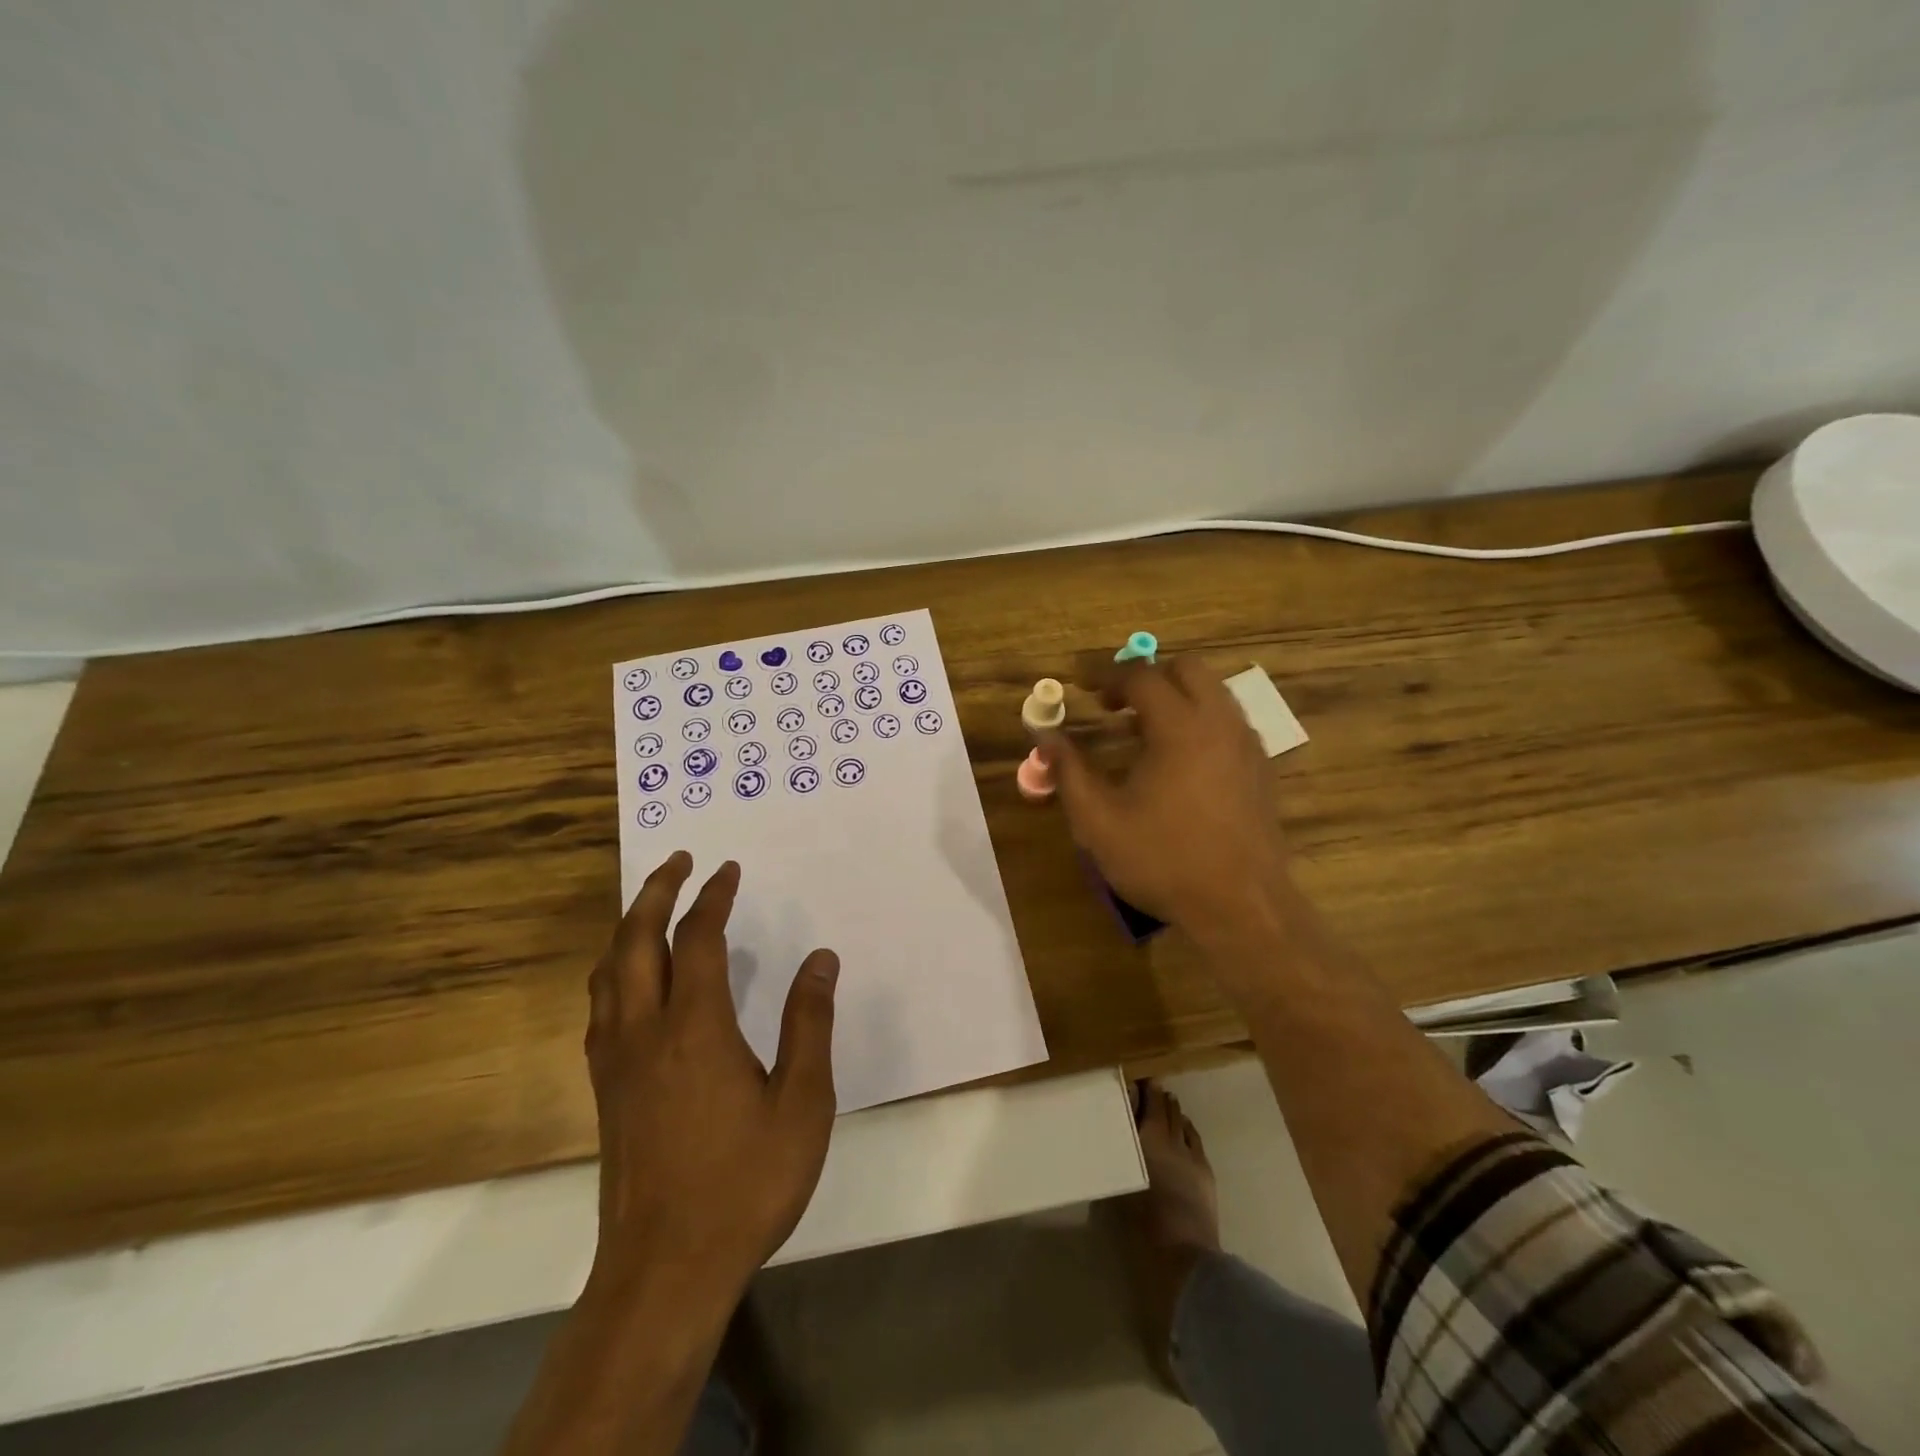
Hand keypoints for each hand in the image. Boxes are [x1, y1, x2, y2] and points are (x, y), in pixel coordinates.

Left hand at [584, 851, 839, 1303]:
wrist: (664, 1270)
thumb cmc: (744, 1182)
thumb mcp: (801, 1103)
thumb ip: (809, 1024)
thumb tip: (821, 959)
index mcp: (694, 1028)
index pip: (697, 939)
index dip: (713, 898)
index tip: (728, 869)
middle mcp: (645, 1032)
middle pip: (635, 941)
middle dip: (655, 892)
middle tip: (678, 861)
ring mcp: (615, 1063)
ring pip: (607, 973)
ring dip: (627, 927)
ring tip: (650, 905)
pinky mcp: (604, 1091)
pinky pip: (601, 1007)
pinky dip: (614, 970)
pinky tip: (631, 981)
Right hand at [1041, 659, 1300, 964]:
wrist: (1242, 905)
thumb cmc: (1164, 860)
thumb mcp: (1099, 821)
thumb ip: (1069, 771)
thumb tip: (1045, 737)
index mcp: (1180, 727)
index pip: (1141, 676)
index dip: (1106, 675)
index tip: (1081, 686)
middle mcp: (1220, 723)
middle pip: (1187, 668)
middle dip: (1147, 676)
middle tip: (1114, 705)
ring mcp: (1248, 744)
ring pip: (1213, 693)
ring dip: (1176, 697)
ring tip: (1141, 732)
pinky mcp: (1261, 768)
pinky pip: (1228, 722)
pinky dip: (1199, 720)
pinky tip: (1178, 761)